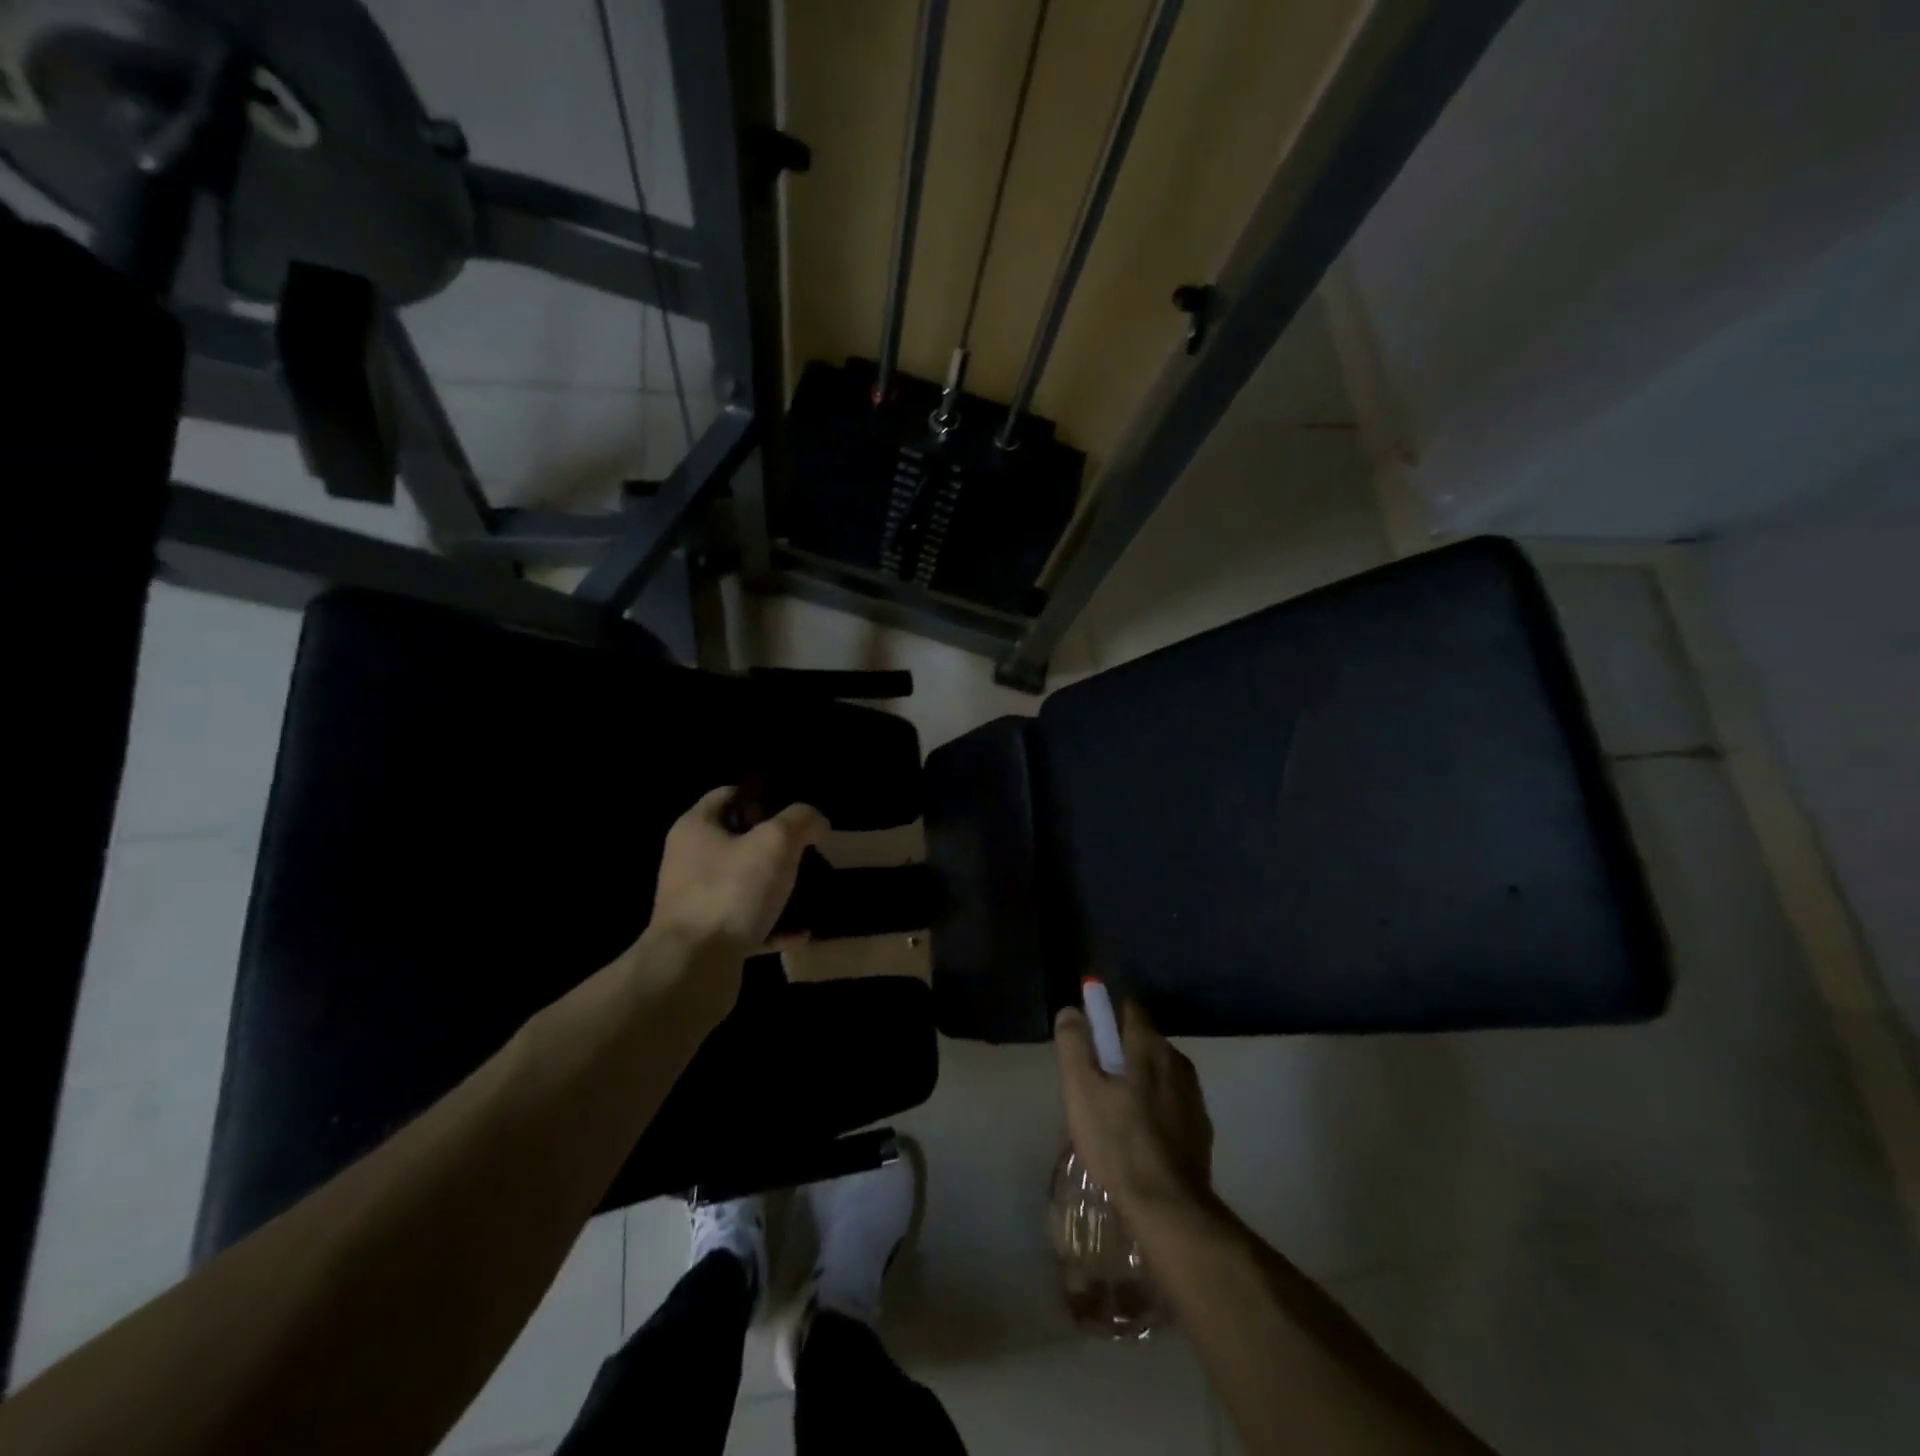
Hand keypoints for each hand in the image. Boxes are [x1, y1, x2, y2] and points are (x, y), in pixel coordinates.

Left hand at [649, 787, 829, 958]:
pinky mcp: (708, 938)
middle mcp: (691, 861)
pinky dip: (774, 927)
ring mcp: (698, 902)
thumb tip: (815, 821)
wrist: (693, 969)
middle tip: (810, 851)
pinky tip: (802, 932)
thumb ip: (801, 821)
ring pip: (745, 885)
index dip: (764, 797)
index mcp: (697, 828)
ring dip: (778, 888)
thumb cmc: (731, 891)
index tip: (796, 811)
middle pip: (740, 841)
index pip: (730, 795)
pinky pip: (748, 925)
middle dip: (777, 846)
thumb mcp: (776, 842)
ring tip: (811, 890)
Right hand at [1054, 999, 1212, 1211]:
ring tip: (1116, 1108)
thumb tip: (1071, 1011)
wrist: (1168, 1207)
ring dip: (1140, 1079)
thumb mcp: (1081, 1090)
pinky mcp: (1201, 1128)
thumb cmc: (1117, 1142)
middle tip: (1096, 1078)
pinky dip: (1157, 1106)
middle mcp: (1177, 1062)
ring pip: (1160, 1072)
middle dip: (1122, 1050)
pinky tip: (1140, 1133)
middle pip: (1145, 1040)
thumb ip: (1074, 1045)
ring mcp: (1194, 1096)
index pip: (1130, 1008)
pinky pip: (1173, 1102)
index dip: (1108, 1014)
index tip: (1090, 1033)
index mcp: (1149, 1046)